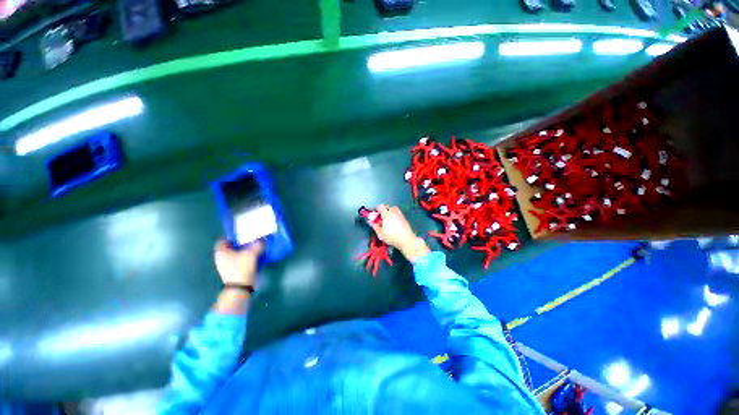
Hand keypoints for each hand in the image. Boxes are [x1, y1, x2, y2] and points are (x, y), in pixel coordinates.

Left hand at [214, 239, 262, 285]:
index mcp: (221, 252)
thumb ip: (257, 244)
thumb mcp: (251, 253)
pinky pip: (239, 259)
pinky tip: (255, 255)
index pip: (223, 239)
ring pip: (235, 253)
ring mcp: (227, 265)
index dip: (232, 235)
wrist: (240, 287)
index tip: (242, 232)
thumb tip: (262, 240)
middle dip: (240, 242)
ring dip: (244, 250)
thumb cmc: (241, 268)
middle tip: (251, 238)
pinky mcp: (233, 271)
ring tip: (255, 246)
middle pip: (230, 246)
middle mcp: (221, 257)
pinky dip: (245, 256)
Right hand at [370, 205, 429, 262]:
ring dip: (389, 212)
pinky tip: (393, 222)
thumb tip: (370, 222)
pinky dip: (394, 215)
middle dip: (383, 210)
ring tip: (387, 219)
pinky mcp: (404, 217)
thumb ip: (375, 226)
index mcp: (386, 214)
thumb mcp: (380, 233)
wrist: (406, 240)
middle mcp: (393, 212)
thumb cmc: (392, 237)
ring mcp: (400, 214)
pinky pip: (397, 213)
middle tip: (381, 217)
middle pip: (387, 206)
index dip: (376, 209)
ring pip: (393, 209)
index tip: (375, 214)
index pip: (380, 206)